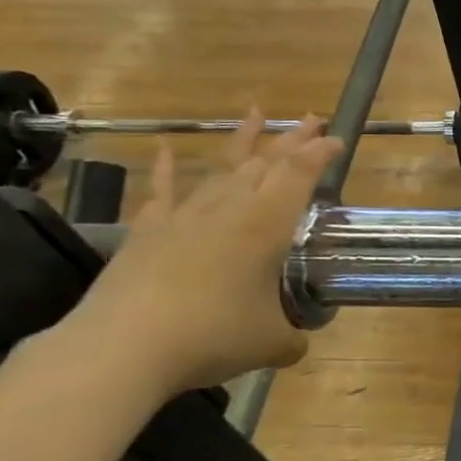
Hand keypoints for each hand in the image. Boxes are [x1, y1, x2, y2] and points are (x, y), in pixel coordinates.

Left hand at [61, 115, 343, 396]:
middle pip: (264, 163)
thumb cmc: (212, 336)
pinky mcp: (147, 232)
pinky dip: (165, 170)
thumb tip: (297, 341)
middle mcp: (228, 210)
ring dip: (241, 141)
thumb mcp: (272, 343)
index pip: (299, 176)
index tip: (336, 141)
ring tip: (256, 113)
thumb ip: (292, 336)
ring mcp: (184, 217)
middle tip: (312, 120)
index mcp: (266, 226)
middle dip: (291, 140)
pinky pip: (162, 192)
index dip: (320, 155)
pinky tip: (164, 149)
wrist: (124, 347)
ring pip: (220, 169)